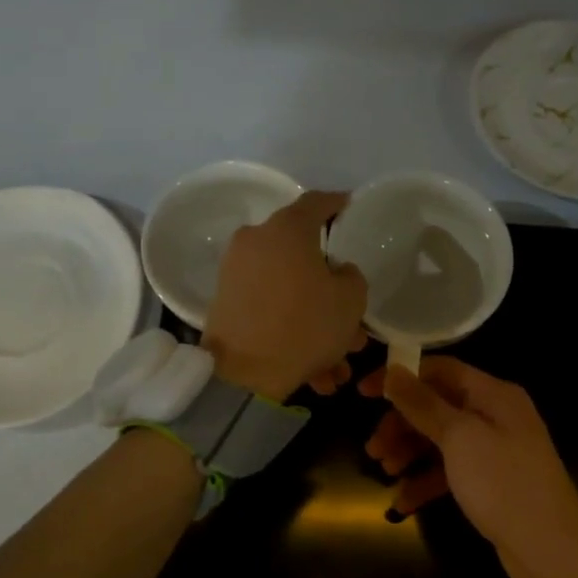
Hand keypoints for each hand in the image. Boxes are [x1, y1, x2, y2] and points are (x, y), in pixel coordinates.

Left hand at [203, 191, 368, 402]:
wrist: (242, 374)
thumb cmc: (304, 326)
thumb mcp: (350, 300)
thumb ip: (350, 276)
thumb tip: (336, 271)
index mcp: (288, 229)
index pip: (317, 202)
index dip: (337, 203)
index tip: (350, 206)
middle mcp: (257, 240)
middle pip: (302, 254)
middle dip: (330, 285)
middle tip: (352, 313)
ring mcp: (236, 270)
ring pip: (288, 289)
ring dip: (314, 318)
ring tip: (337, 360)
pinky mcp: (226, 301)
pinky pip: (269, 307)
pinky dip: (291, 329)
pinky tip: (315, 370)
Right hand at [360, 357, 577, 577]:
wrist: (552, 551)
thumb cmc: (503, 483)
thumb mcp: (458, 438)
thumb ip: (423, 403)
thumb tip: (393, 370)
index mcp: (493, 394)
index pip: (440, 370)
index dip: (401, 376)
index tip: (364, 392)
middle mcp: (494, 415)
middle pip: (436, 406)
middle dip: (401, 424)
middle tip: (373, 447)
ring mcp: (493, 450)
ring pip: (440, 439)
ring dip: (409, 452)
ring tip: (384, 470)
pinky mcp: (489, 482)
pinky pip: (449, 471)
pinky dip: (425, 481)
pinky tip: (402, 502)